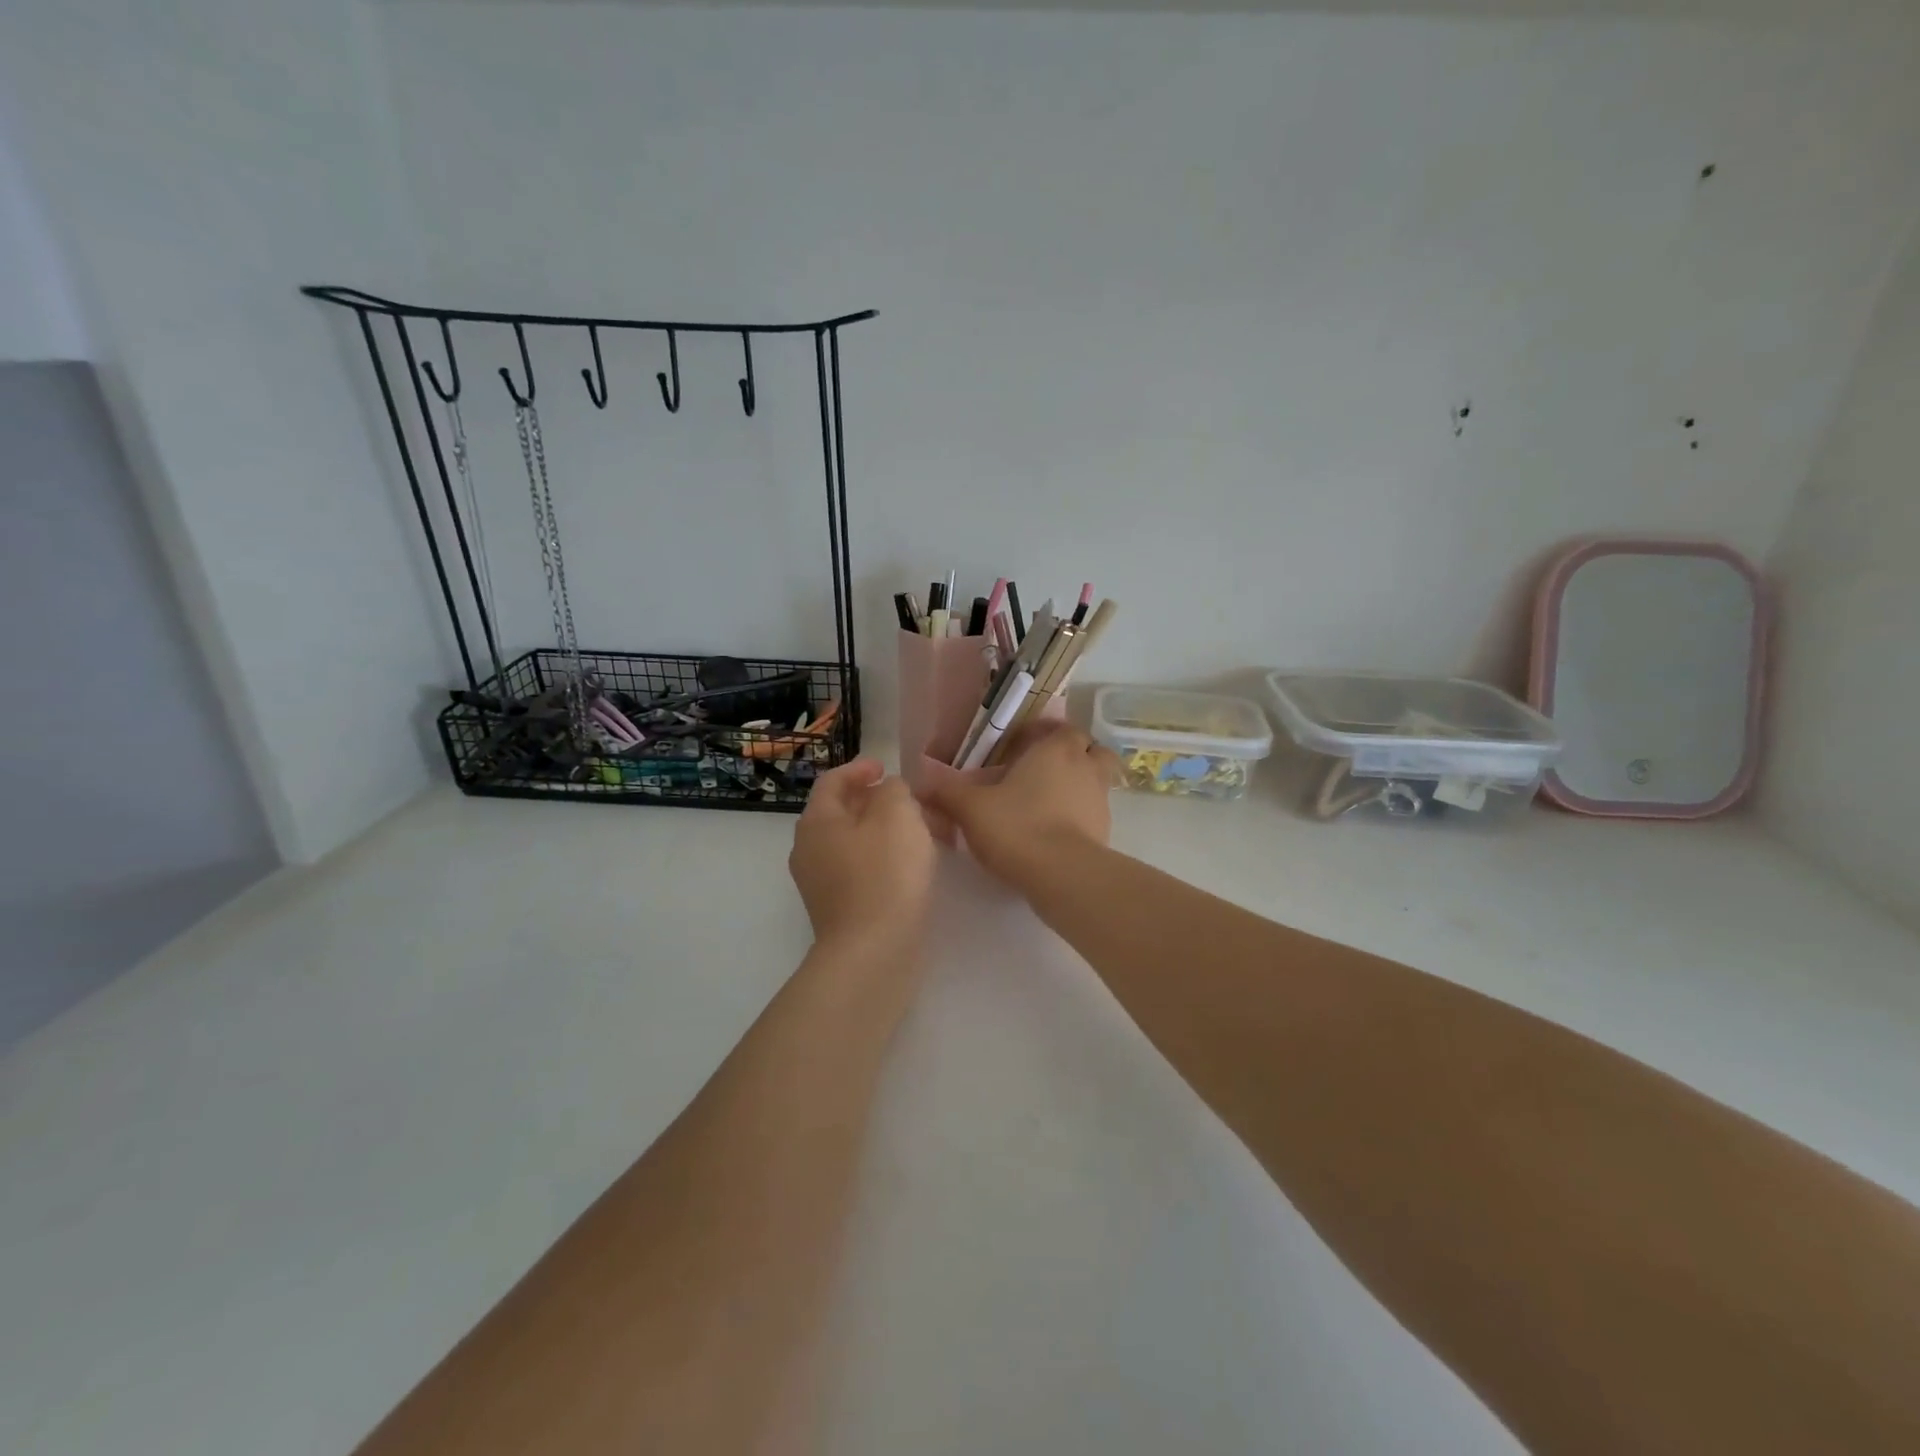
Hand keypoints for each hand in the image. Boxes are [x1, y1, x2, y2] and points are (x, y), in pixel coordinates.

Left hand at [789, 757, 936, 953]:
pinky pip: (859, 870)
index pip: (832, 782)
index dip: (859, 768)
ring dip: (881, 831)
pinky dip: (881, 858)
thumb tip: (889, 792)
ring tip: (916, 832)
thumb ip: (895, 790)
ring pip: (852, 843)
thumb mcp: (898, 815)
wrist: (873, 954)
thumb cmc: (885, 875)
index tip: (885, 768)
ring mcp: (820, 884)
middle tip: (907, 800)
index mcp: (817, 822)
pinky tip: (908, 867)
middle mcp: (809, 850)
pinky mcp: (838, 910)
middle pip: (840, 812)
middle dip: (874, 800)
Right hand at [922, 722, 1117, 886]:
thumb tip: (921, 786)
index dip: (1044, 734)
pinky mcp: (1105, 832)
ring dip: (1078, 785)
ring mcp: (1101, 800)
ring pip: (1096, 781)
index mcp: (1057, 750)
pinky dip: (1080, 815)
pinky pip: (1094, 813)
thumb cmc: (1017, 826)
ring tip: (1047, 802)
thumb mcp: (970, 808)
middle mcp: (1085, 768)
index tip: (1020, 747)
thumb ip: (946, 793)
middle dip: (1071, 755)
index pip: (1062, 728)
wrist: (1061, 875)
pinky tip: (1054, 830)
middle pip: (1090, 749)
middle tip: (1041, 771)